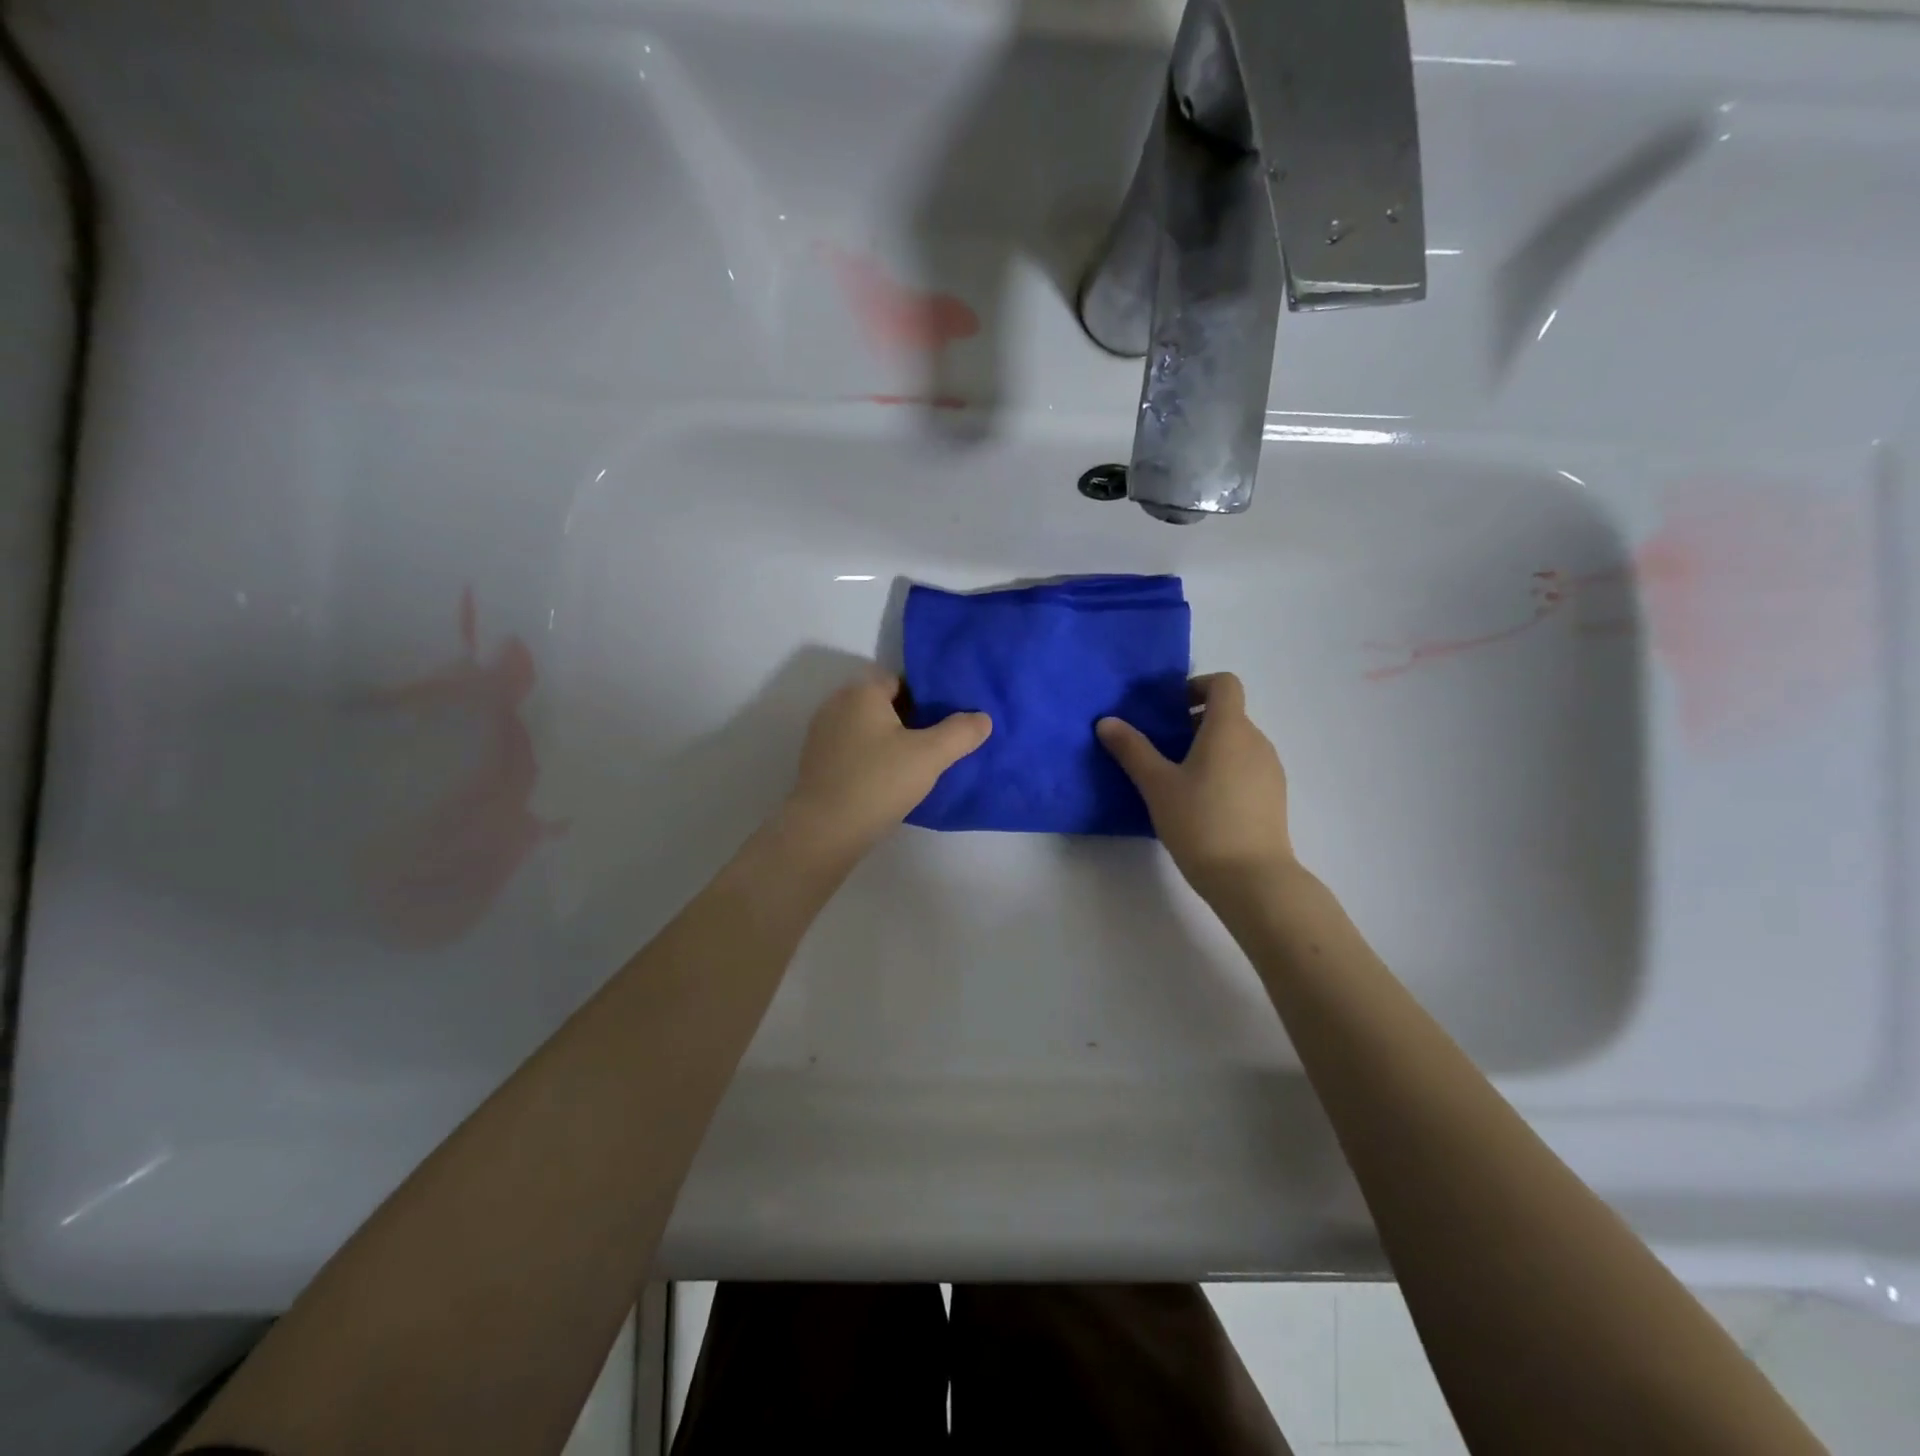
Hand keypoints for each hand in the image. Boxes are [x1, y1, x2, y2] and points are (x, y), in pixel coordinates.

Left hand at [784, 669, 990, 854]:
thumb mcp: (930, 755)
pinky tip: (889, 780)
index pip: (900, 679)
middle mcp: (836, 704)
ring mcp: (822, 734)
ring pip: (867, 727)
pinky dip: (871, 757)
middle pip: (882, 702)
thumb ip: (960, 732)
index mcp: (861, 692)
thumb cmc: (879, 782)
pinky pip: (853, 749)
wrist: (825, 831)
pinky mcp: (817, 762)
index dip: (926, 695)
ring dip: (890, 739)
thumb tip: (983, 717)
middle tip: (938, 740)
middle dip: (910, 717)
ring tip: (917, 762)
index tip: (947, 717)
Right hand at [1097, 672, 1294, 901]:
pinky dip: (1224, 770)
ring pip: (1237, 742)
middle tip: (1162, 748)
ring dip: (1208, 748)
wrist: (1252, 878)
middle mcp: (1256, 741)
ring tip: (1178, 780)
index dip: (1197, 686)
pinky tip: (1202, 803)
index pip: (1224, 683)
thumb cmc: (1200, 822)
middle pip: (1228, 714)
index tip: (1170, 709)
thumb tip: (1107, 721)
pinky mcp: (1274, 796)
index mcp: (1229, 728)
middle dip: (1194, 722)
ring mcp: (1270, 769)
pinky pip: (1246, 767)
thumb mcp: (1157, 785)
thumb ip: (1132, 749)